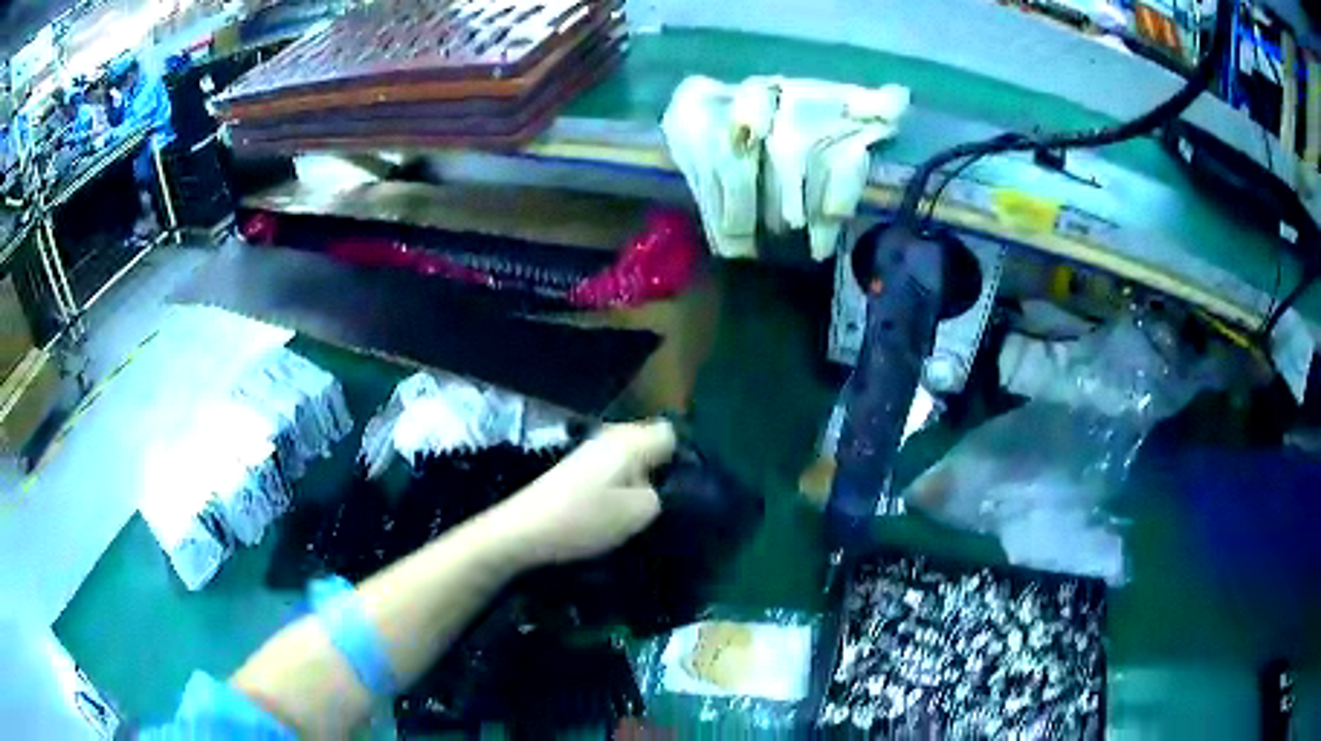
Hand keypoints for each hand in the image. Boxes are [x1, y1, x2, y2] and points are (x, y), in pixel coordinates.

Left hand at [495, 420, 676, 566]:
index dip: (682, 459)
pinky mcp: (575, 469)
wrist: (523, 530)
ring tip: (638, 514)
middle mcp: (611, 436)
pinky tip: (612, 513)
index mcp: (630, 440)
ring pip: (631, 460)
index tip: (684, 490)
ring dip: (638, 483)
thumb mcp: (639, 512)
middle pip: (650, 445)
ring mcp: (590, 451)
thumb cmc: (584, 519)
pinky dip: (617, 488)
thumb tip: (664, 486)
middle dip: (660, 472)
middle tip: (664, 506)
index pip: (672, 434)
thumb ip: (663, 494)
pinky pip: (611, 471)